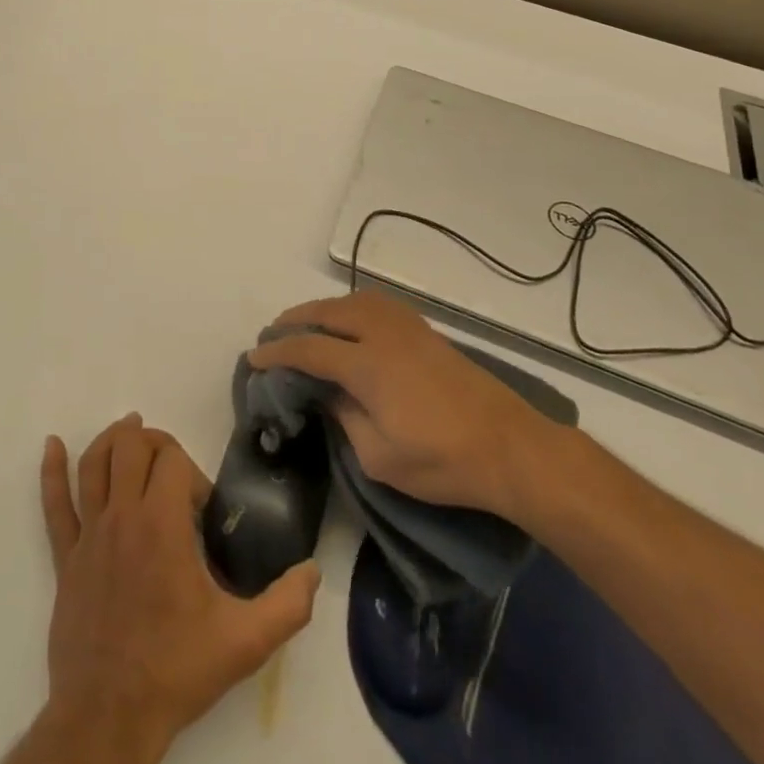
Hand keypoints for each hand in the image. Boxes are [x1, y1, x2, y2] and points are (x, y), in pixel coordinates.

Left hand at [32, 415, 319, 763]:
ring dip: (111, 440)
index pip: (172, 459)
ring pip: (94, 463)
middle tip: (172, 466)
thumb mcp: (244, 643)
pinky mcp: (67, 557)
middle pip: (131, 446)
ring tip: (128, 429)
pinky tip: (51, 446)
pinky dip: (51, 471)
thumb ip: (287, 605)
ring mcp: (89, 534)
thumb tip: (313, 571)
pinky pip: (54, 505)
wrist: (109, 716)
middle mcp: (122, 516)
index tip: (202, 512)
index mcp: (161, 525)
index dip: (192, 473)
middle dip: (154, 443)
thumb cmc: (176, 670)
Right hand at [247, 292, 561, 518]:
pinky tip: (350, 322)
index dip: (277, 352)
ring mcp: (407, 328)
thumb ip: (345, 419)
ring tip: (307, 323)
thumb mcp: (380, 458)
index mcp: (366, 365)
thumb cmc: (442, 462)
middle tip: (274, 333)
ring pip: (353, 302)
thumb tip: (329, 395)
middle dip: (296, 319)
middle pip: (328, 313)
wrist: (510, 447)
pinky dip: (351, 307)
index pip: (308, 349)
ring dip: (324, 309)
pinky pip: (376, 305)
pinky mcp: (425, 332)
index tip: (254, 357)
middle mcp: (382, 334)